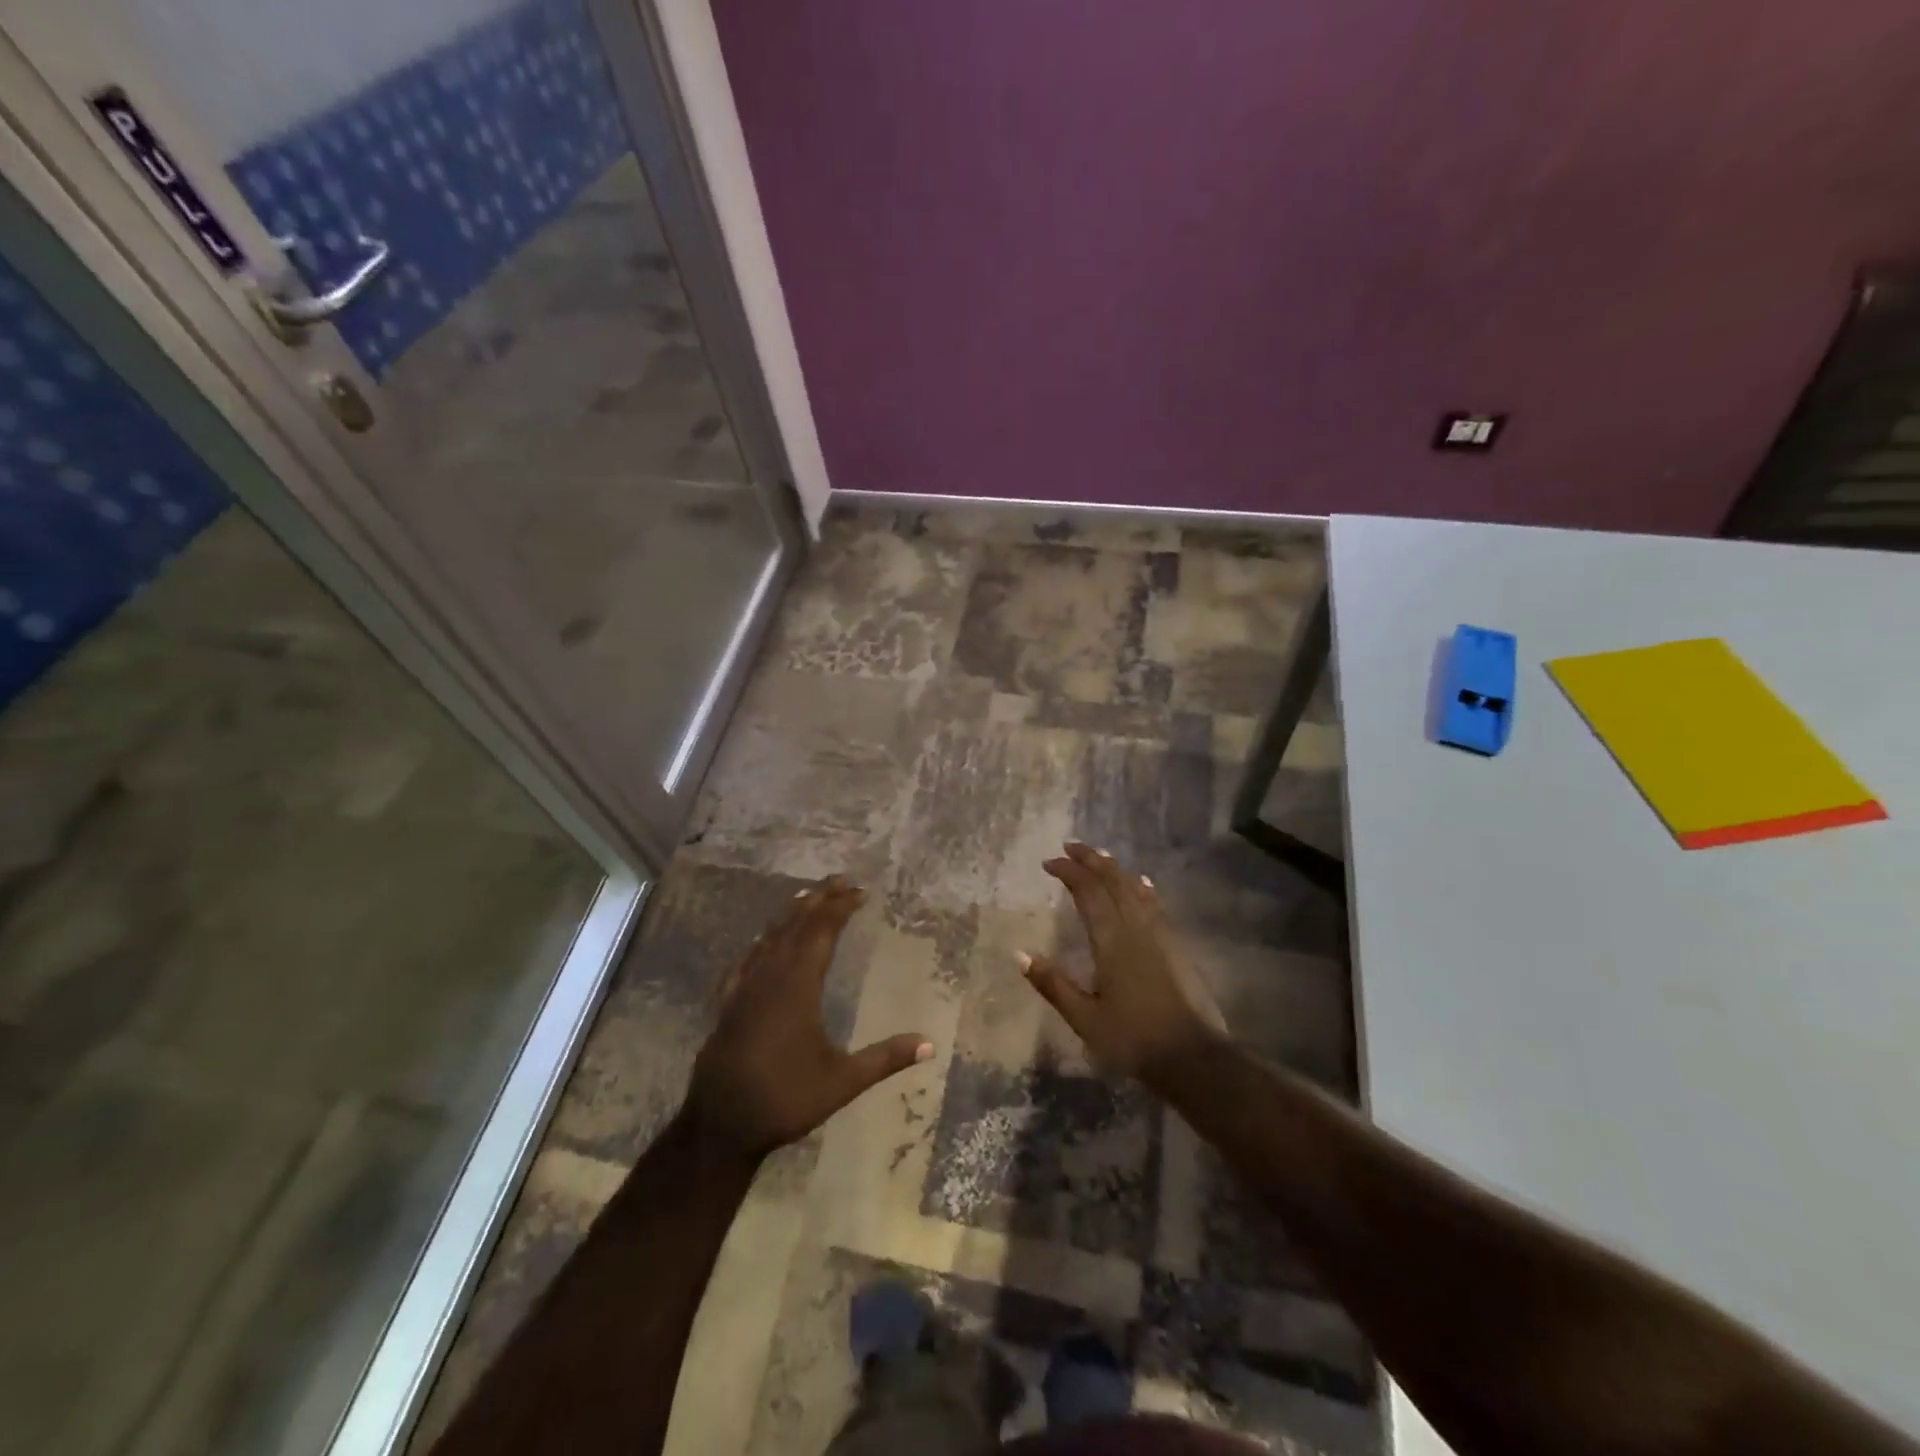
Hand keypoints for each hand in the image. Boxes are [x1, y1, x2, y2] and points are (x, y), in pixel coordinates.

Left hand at [686, 875, 931, 1161]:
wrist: (720, 1125)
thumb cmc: (785, 1099)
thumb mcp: (842, 1081)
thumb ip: (885, 1059)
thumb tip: (930, 1044)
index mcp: (798, 986)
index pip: (821, 932)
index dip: (841, 908)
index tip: (860, 891)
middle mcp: (770, 977)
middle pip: (795, 925)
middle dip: (819, 899)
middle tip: (840, 880)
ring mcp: (744, 989)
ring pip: (769, 938)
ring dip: (791, 914)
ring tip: (808, 897)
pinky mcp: (728, 1004)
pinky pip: (747, 959)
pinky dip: (762, 942)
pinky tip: (762, 942)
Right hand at [1021, 843, 1226, 1080]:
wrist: (1194, 1058)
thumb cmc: (1133, 1039)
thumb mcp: (1085, 1018)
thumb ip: (1053, 984)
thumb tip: (1019, 954)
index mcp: (1111, 940)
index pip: (1088, 892)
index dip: (1069, 872)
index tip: (1049, 862)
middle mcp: (1136, 928)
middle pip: (1112, 882)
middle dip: (1091, 860)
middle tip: (1070, 847)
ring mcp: (1160, 934)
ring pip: (1135, 888)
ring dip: (1114, 869)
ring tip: (1099, 857)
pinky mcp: (1175, 946)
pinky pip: (1153, 903)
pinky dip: (1140, 887)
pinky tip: (1141, 883)